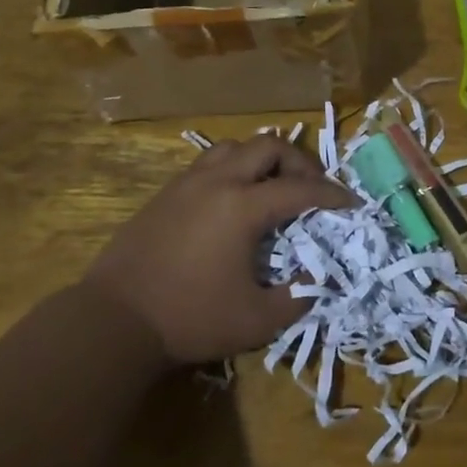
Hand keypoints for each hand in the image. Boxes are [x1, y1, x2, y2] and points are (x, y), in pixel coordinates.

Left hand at [82, 135, 354, 365]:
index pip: (300, 189)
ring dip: (262, 159)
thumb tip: (318, 280)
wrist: (115, 319)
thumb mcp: (256, 320)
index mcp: (242, 207)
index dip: (332, 195)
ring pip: (234, 147)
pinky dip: (234, 169)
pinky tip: (235, 199)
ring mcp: (187, 183)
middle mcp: (217, 182)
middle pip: (268, 147)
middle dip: (299, 162)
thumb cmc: (189, 318)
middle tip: (313, 189)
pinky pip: (209, 163)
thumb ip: (297, 297)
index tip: (352, 203)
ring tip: (274, 186)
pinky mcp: (166, 193)